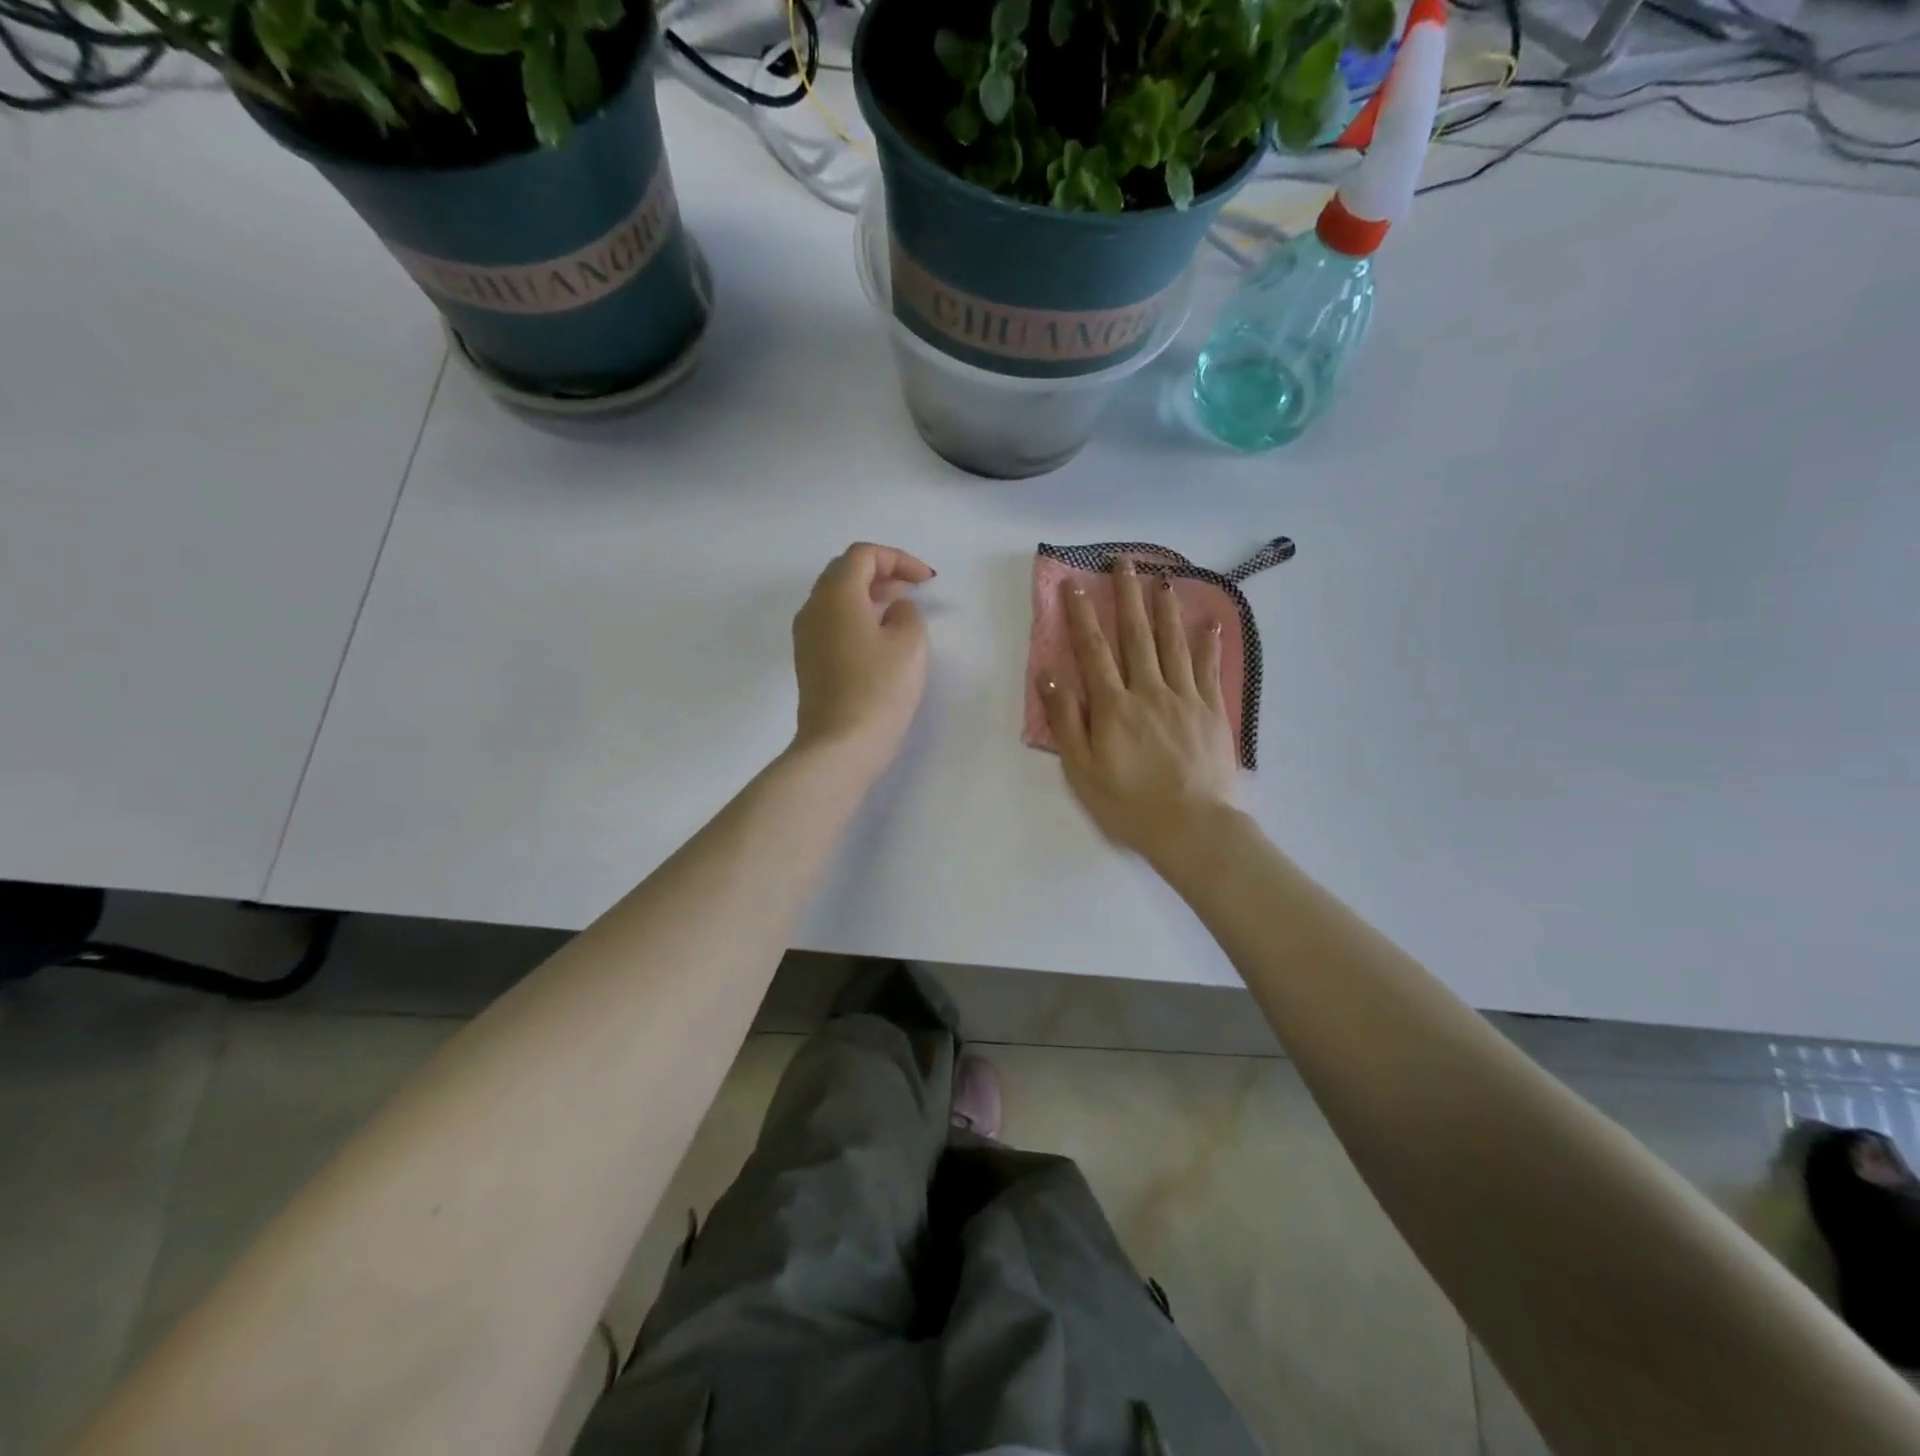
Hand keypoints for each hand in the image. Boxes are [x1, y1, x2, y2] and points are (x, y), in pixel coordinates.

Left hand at [791, 542, 933, 770]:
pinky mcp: (808, 660)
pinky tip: (880, 638)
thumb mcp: (909, 643)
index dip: (898, 559)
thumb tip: (893, 609)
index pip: (863, 555)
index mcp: (836, 594)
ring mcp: (806, 635)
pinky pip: (832, 622)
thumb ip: (906, 612)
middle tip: (913, 590)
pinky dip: (857, 617)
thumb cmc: (879, 689)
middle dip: (882, 573)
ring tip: (900, 612)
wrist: (840, 745)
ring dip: (869, 596)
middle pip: (845, 572)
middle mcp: (813, 607)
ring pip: (836, 598)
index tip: (926, 581)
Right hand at [1041, 556, 1240, 860]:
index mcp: (1114, 705)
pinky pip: (1208, 667)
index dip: (1082, 615)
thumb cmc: (1129, 803)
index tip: (1075, 584)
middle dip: (1127, 595)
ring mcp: (1185, 697)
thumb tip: (1050, 676)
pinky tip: (1208, 620)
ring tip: (1162, 578)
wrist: (1193, 827)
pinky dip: (1207, 641)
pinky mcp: (1212, 711)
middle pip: (1136, 634)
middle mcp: (1149, 690)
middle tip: (1123, 561)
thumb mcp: (1082, 769)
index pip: (1093, 650)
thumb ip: (1067, 721)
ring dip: (1165, 607)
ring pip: (1173, 643)